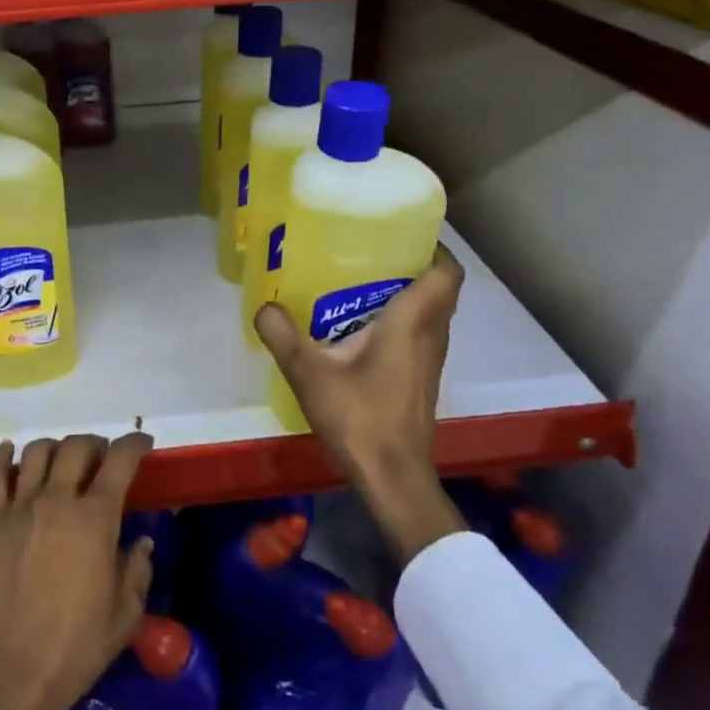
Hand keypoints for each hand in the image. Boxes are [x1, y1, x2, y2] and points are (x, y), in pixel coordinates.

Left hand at [0, 433, 155, 709]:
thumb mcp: (124, 615)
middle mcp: (57, 500)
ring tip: (62, 462)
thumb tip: (141, 541)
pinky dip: (2, 456)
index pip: (119, 461)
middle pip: (76, 447)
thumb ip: (137, 570)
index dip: (134, 444)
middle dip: (94, 445)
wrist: (11, 676)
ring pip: (37, 452)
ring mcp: (19, 508)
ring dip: (55, 448)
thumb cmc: (75, 648)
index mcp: (95, 519)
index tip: (142, 443)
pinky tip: (10, 453)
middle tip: (101, 458)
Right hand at [254, 246, 467, 564]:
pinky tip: (362, 328)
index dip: (433, 247)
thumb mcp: (308, 374)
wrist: (393, 476)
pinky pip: (421, 334)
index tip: (403, 232)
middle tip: (371, 252)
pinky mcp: (422, 379)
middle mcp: (430, 335)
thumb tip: (264, 305)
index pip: (445, 272)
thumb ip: (282, 335)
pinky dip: (403, 320)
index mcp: (412, 323)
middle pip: (440, 288)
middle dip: (413, 265)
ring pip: (432, 312)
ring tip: (362, 282)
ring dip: (409, 293)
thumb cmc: (359, 418)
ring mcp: (430, 360)